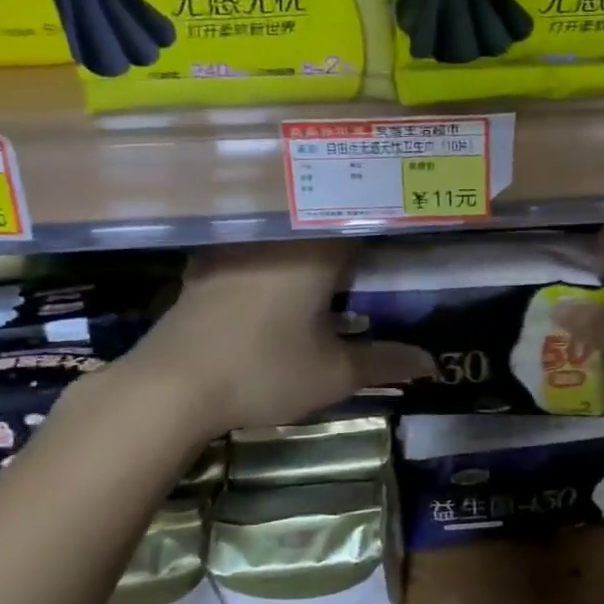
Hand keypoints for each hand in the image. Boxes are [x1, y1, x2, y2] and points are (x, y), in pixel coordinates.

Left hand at [121, 240, 433, 432]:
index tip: (405, 229)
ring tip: (333, 262)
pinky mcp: (206, 266)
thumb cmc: (264, 371)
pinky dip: (274, 257)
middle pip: (323, 220)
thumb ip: (385, 362)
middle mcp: (277, 237)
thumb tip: (431, 364)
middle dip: (350, 230)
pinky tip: (279, 280)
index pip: (361, 218)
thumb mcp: (334, 374)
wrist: (171, 386)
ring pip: (285, 232)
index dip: (385, 221)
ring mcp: (237, 249)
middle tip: (376, 249)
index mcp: (316, 251)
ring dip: (309, 241)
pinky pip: (254, 248)